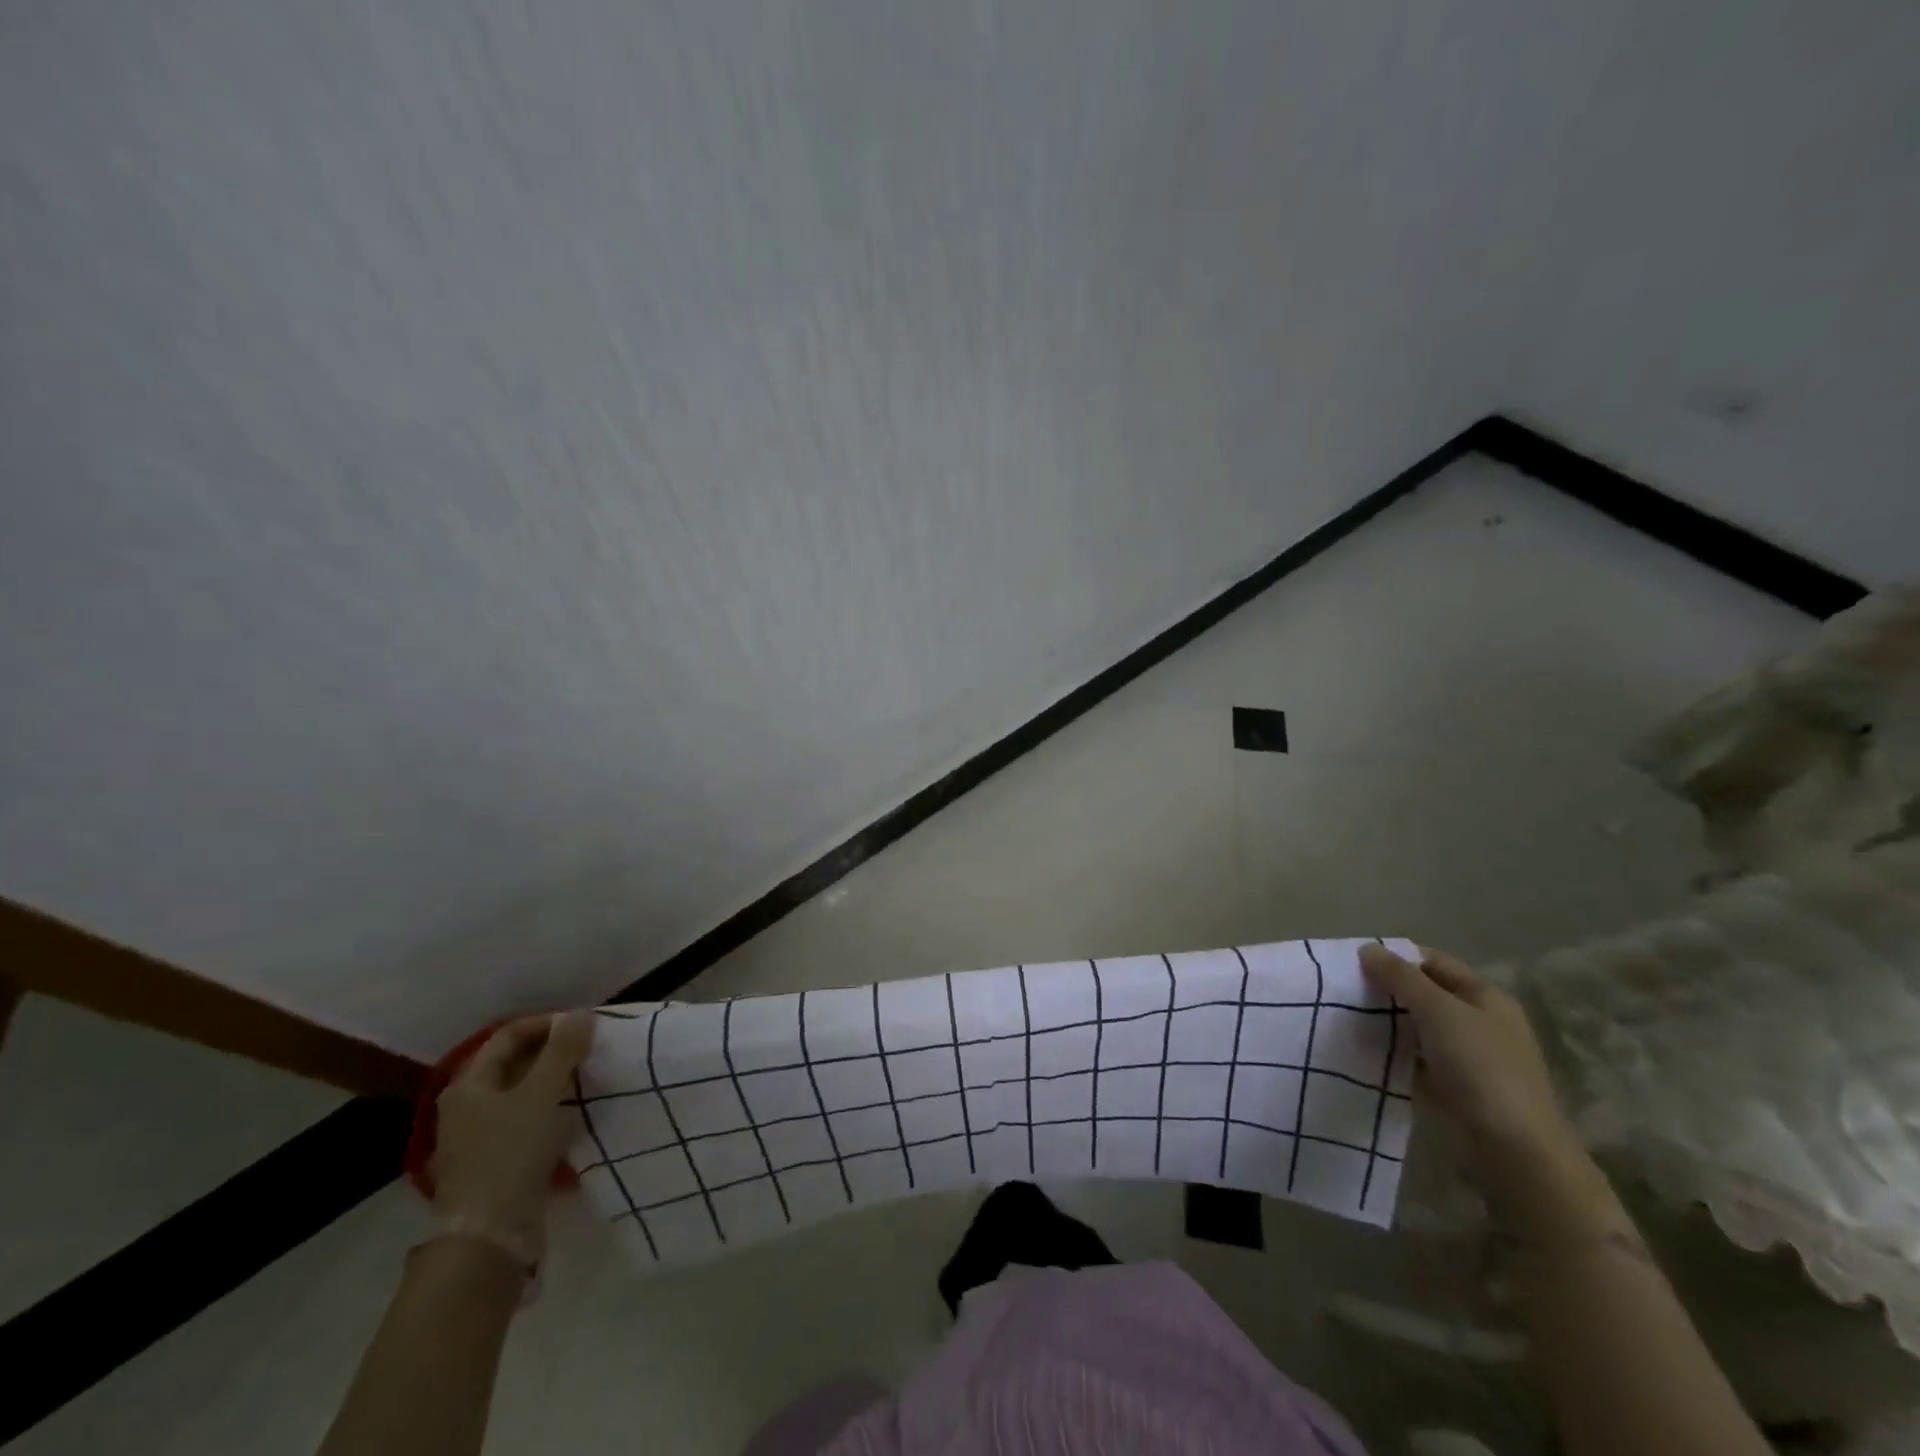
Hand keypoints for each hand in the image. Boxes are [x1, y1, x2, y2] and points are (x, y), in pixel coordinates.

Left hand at [432, 1012, 594, 1253]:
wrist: (490, 1235)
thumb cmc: (511, 1152)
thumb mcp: (542, 1093)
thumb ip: (563, 1050)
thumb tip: (581, 1013)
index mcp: (469, 1084)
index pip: (509, 1035)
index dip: (547, 1024)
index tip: (584, 1025)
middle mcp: (468, 1106)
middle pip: (514, 1063)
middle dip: (553, 1052)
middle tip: (590, 1048)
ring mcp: (479, 1137)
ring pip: (522, 1093)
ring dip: (554, 1081)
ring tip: (588, 1077)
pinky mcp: (496, 1161)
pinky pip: (526, 1121)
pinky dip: (550, 1110)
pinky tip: (574, 1115)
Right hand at [1358, 945, 1576, 1166]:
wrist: (1514, 1150)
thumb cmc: (1480, 1067)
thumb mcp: (1437, 1011)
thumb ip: (1401, 977)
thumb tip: (1368, 947)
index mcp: (1485, 996)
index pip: (1433, 962)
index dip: (1396, 957)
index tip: (1354, 962)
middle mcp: (1480, 1021)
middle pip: (1425, 994)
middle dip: (1387, 990)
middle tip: (1345, 991)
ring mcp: (1470, 1056)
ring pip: (1419, 1027)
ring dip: (1388, 1022)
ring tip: (1348, 1019)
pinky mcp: (1456, 1086)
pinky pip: (1418, 1058)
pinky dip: (1395, 1052)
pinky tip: (1367, 1052)